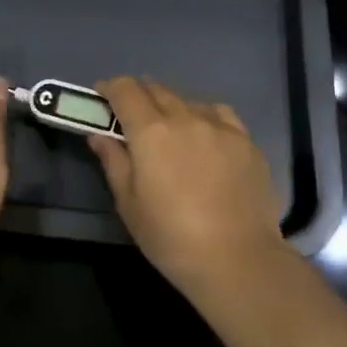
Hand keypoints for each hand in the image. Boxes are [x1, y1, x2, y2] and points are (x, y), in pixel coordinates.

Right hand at [88, 77, 287, 294]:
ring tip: (170, 128)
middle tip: (130, 114)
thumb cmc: (171, 237)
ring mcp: (221, 127)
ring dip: (172, 106)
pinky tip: (206, 136)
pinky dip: (205, 117)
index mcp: (151, 132)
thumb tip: (100, 135)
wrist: (237, 259)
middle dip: (138, 94)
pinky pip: (220, 115)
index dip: (109, 88)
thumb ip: (113, 162)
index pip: (125, 90)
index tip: (101, 97)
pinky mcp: (247, 142)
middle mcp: (186, 118)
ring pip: (190, 101)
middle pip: (157, 89)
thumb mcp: (128, 204)